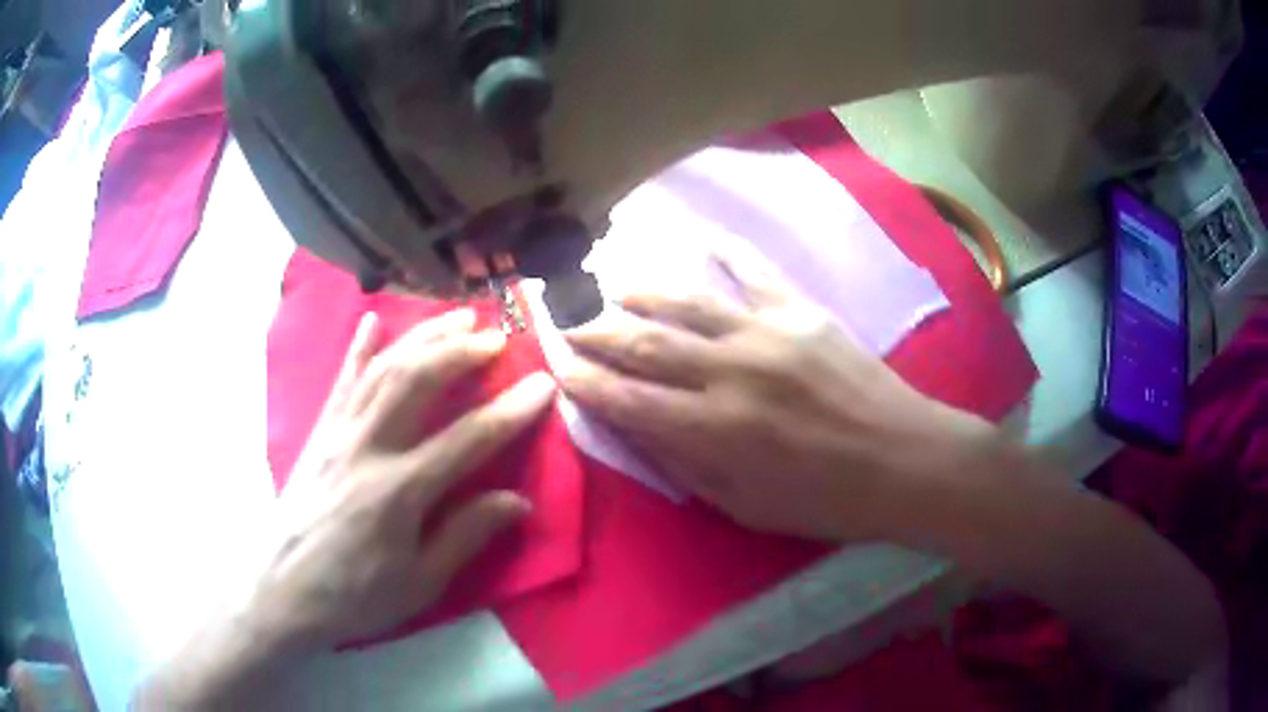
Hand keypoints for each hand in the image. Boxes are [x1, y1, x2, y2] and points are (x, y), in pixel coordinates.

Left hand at [248, 308, 556, 651]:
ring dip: (423, 337)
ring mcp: (339, 433)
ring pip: (384, 369)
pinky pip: (342, 380)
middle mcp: (368, 447)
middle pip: (418, 381)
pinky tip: (374, 319)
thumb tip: (518, 501)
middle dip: (461, 351)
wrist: (282, 588)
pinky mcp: (319, 432)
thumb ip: (466, 536)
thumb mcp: (419, 583)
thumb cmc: (354, 595)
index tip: (544, 384)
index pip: (467, 439)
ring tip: (457, 318)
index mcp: (399, 491)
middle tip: (497, 338)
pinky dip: (360, 347)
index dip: (510, 410)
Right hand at [560, 239, 998, 541]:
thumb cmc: (825, 499)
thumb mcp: (745, 507)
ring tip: (608, 285)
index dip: (583, 380)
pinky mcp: (801, 312)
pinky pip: (753, 271)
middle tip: (564, 321)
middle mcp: (730, 371)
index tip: (555, 366)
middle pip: (642, 342)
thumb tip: (636, 428)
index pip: (626, 398)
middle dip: (594, 331)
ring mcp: (767, 332)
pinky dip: (724, 251)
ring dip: (638, 291)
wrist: (904, 461)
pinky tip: (700, 236)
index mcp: (714, 430)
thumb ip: (686, 465)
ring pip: (685, 300)